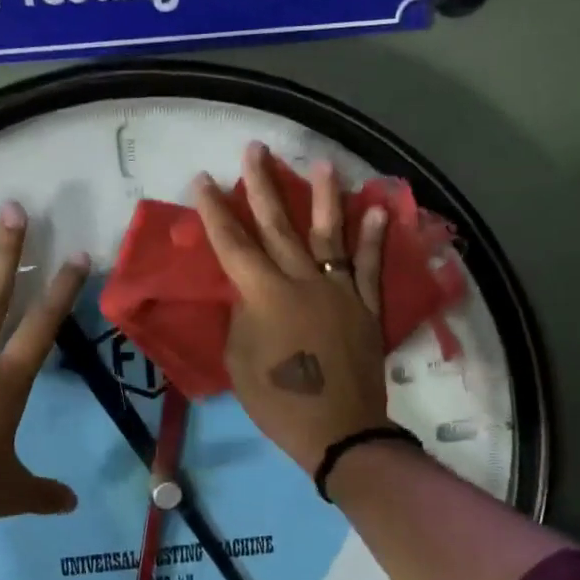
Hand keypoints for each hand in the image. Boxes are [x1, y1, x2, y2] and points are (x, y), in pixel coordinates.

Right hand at [194, 144, 390, 474]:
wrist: (337, 430)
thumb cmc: (278, 401)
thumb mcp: (239, 360)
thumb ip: (242, 316)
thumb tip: (248, 293)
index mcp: (263, 295)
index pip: (233, 244)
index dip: (215, 211)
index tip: (204, 179)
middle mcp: (302, 281)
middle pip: (279, 226)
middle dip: (263, 186)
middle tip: (256, 149)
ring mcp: (338, 290)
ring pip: (329, 234)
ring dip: (324, 197)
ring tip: (321, 163)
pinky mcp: (365, 305)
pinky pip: (368, 265)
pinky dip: (373, 237)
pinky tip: (375, 209)